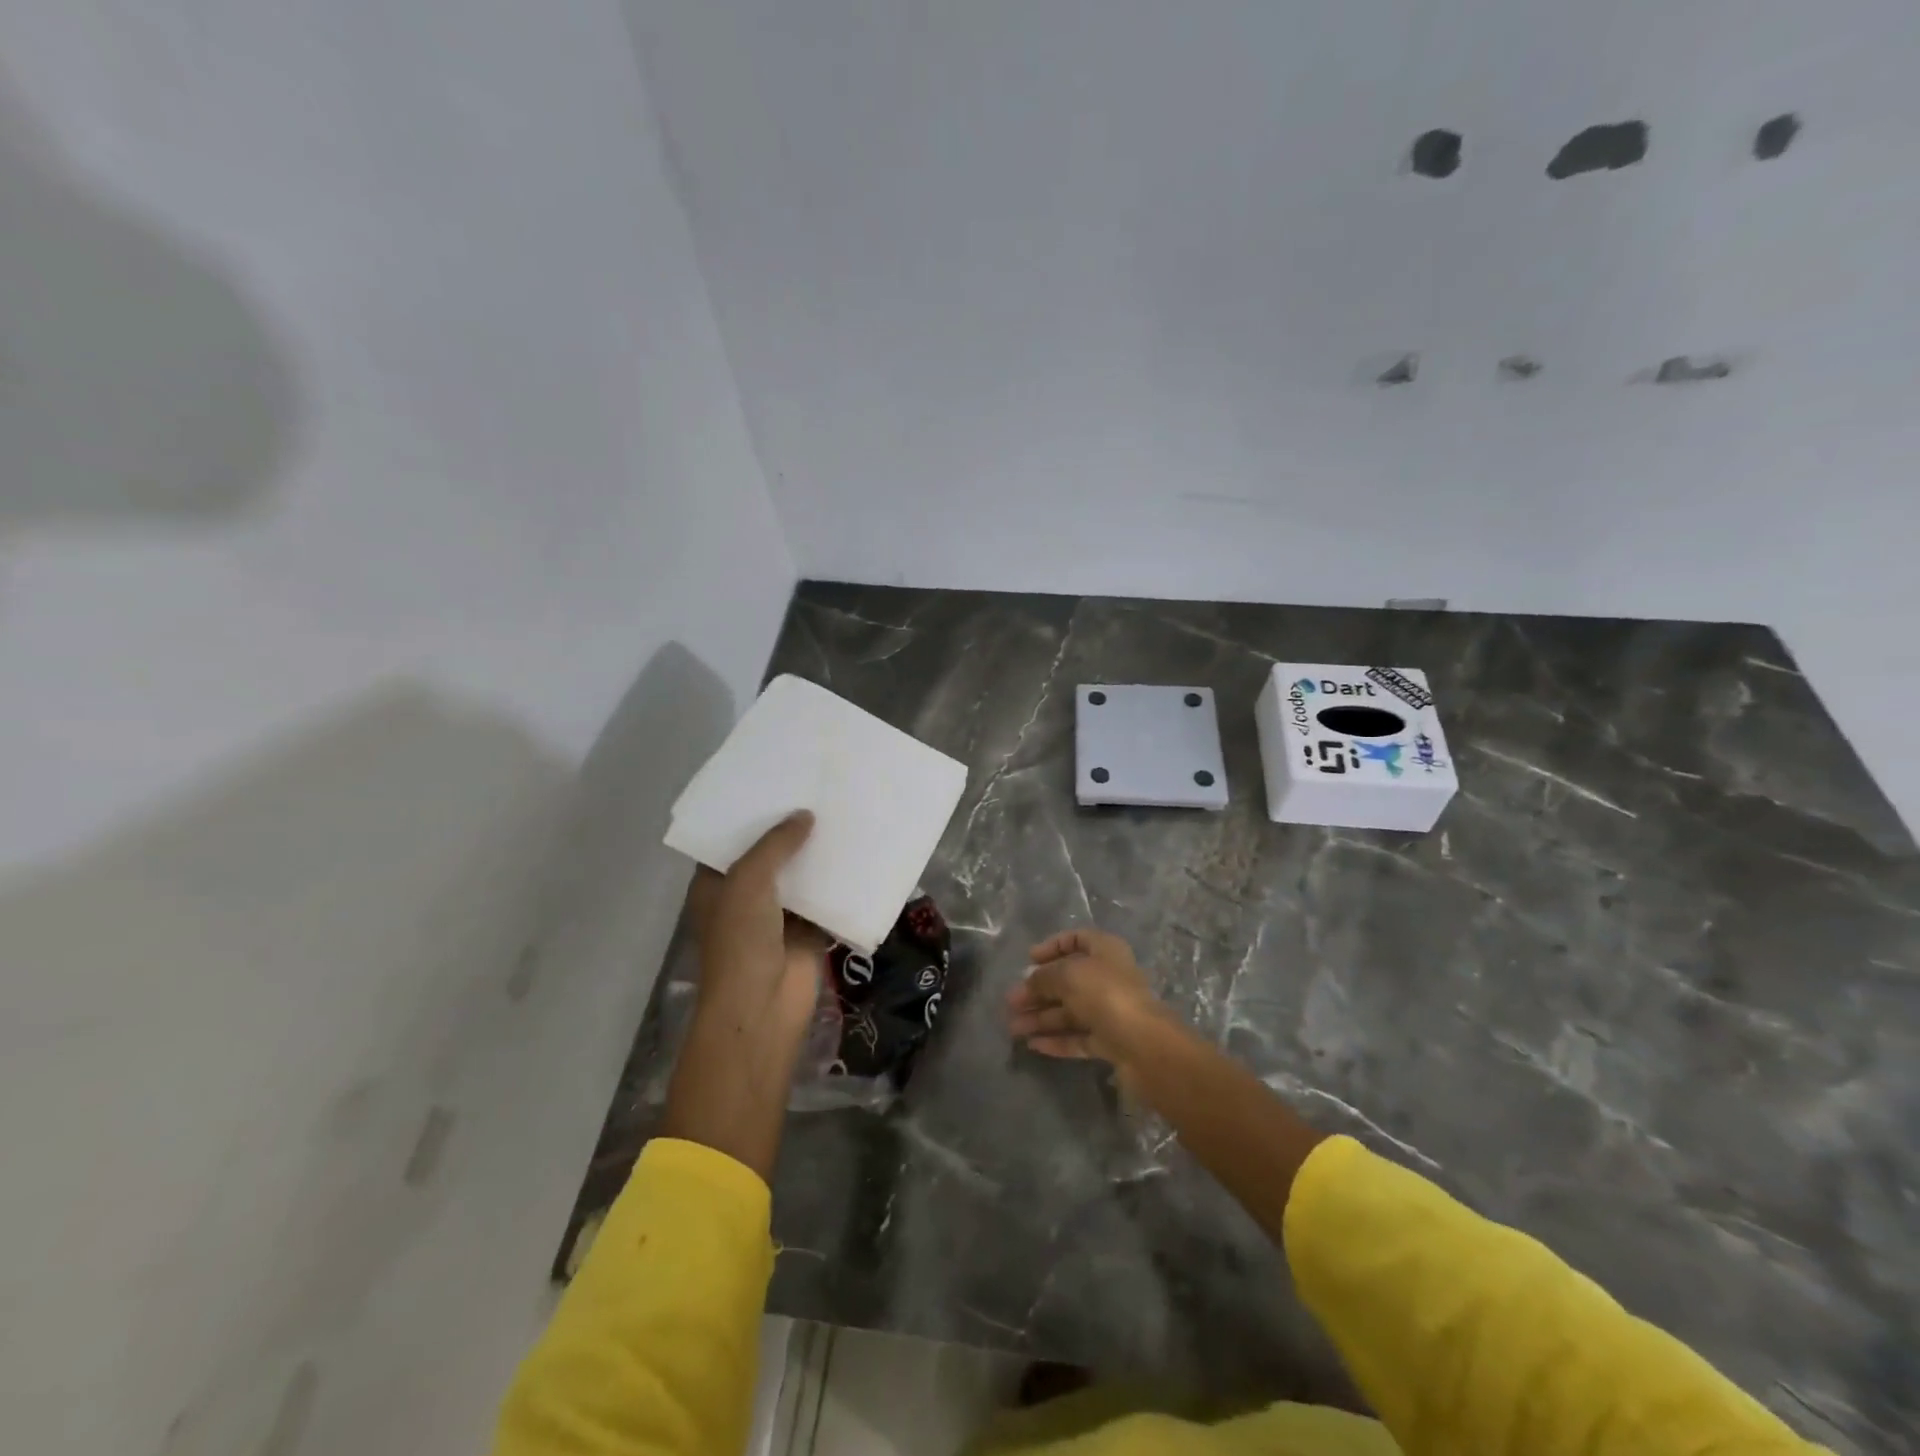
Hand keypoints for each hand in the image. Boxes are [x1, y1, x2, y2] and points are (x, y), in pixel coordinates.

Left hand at [664, 812, 823, 1178]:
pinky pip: (826, 901)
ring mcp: (778, 916)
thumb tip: (805, 815)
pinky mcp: (808, 932)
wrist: (762, 1007)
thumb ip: (775, 844)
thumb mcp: (748, 881)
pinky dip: (840, 884)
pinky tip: (860, 855)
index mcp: (717, 885)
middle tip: (818, 793)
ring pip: (800, 877)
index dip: (751, 817)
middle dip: (791, 832)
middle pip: (770, 856)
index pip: (731, 842)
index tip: (777, 786)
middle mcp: (745, 897)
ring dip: (818, 856)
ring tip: (842, 816)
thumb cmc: (741, 941)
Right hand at [1007, 928, 1164, 1064]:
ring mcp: (1110, 1011)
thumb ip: (1043, 977)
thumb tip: (1028, 982)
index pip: (1077, 939)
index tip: (1029, 959)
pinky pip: (1078, 1037)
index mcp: (1105, 951)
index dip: (1052, 946)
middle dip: (1038, 990)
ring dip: (1040, 1017)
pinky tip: (1032, 1045)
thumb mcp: (1067, 975)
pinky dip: (1056, 1039)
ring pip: (1070, 1011)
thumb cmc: (1105, 994)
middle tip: (1010, 1001)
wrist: (1144, 1045)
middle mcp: (1109, 977)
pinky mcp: (1110, 1042)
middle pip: (1068, 979)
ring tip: (1013, 1028)